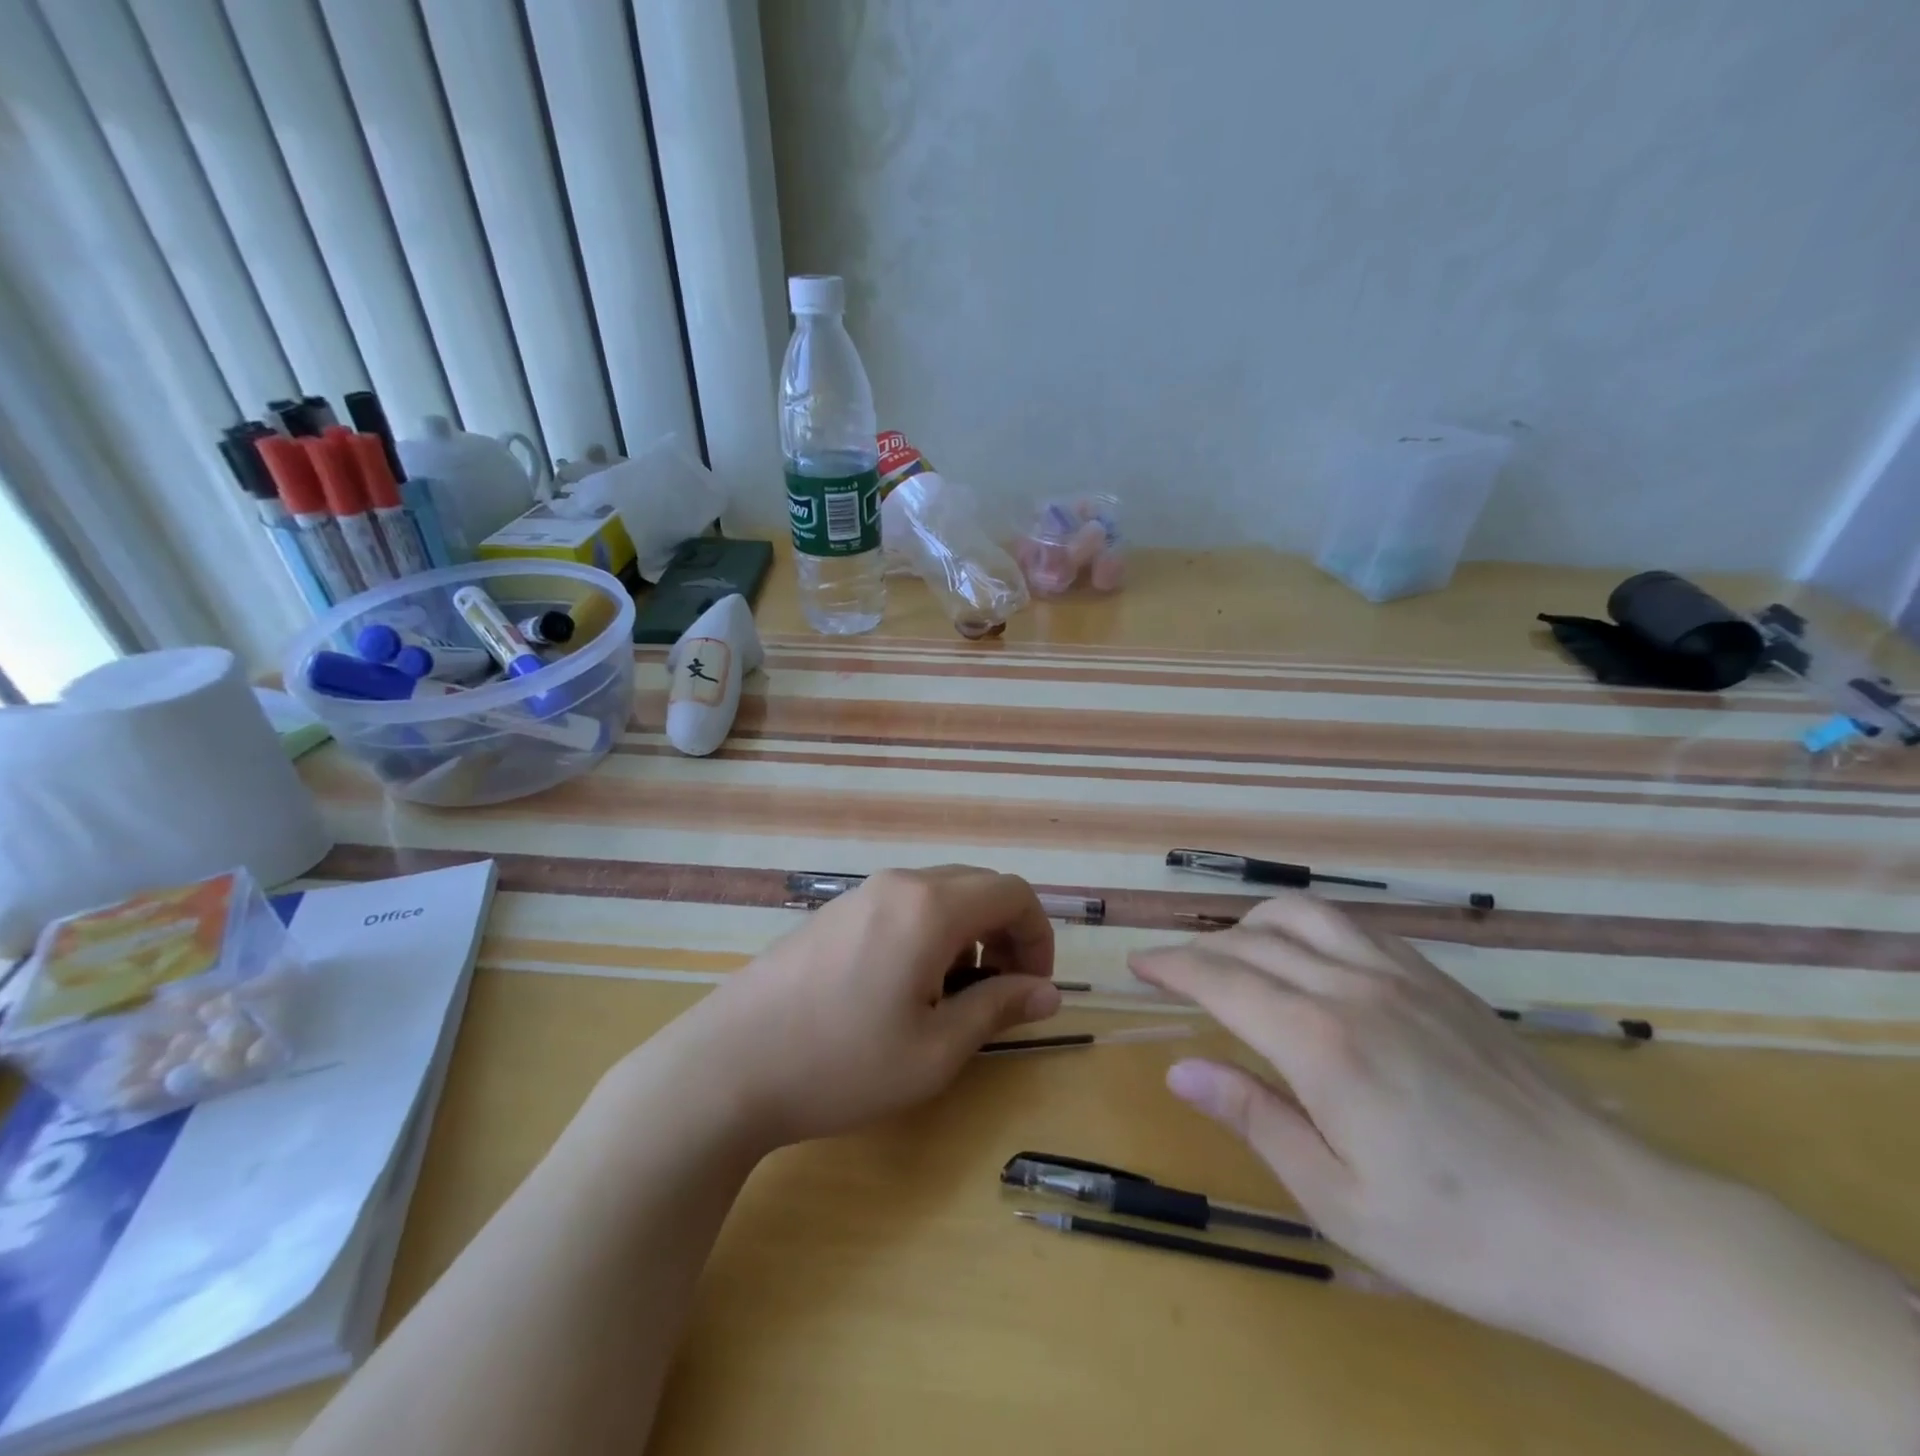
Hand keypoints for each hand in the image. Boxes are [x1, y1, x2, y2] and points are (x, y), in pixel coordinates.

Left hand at [666, 867, 1061, 1149]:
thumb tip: (1049, 993)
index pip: (1013, 893)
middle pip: (978, 886)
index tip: (1033, 988)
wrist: (727, 1067)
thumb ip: (998, 1008)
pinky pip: (902, 905)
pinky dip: (929, 932)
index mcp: (930, 907)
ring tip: (951, 997)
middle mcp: (898, 884)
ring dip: (967, 934)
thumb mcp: (934, 1050)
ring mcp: (859, 893)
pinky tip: (903, 987)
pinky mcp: (832, 912)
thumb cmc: (841, 1064)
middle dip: (1006, 932)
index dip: (1038, 936)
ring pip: (939, 894)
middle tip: (1001, 993)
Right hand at [1129, 892, 1673, 1347]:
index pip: (1220, 979)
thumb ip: (1255, 1120)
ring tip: (1233, 951)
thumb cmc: (1470, 1237)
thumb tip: (1181, 1070)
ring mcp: (1402, 978)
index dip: (1170, 965)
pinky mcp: (1441, 983)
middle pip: (1252, 941)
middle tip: (1172, 969)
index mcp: (1320, 1044)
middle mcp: (1352, 990)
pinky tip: (1309, 955)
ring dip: (1252, 923)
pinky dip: (1308, 924)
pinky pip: (1354, 926)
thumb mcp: (1342, 1201)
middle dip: (1200, 947)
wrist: (1625, 1232)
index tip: (1136, 966)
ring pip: (1304, 914)